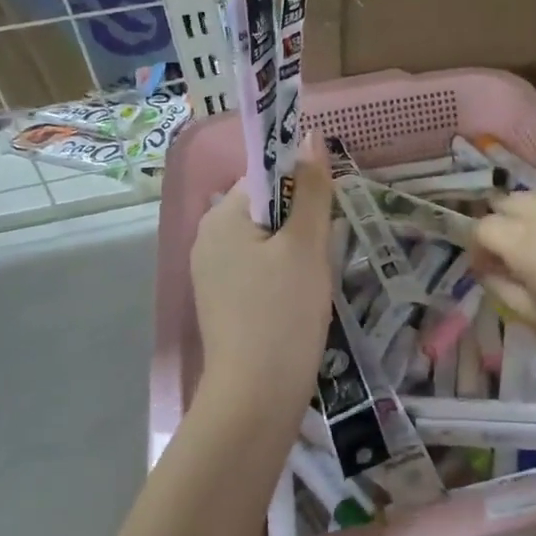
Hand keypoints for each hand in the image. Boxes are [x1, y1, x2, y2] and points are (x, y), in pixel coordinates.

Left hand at [190, 140, 336, 410]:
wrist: (257, 397)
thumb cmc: (283, 313)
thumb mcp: (306, 245)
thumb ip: (311, 189)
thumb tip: (310, 137)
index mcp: (221, 218)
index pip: (266, 176)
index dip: (302, 186)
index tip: (328, 212)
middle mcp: (208, 239)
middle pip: (267, 208)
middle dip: (302, 223)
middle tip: (323, 253)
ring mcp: (212, 273)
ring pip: (267, 241)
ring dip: (298, 251)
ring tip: (314, 281)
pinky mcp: (224, 302)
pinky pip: (259, 269)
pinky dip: (284, 276)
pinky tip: (300, 301)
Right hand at [474, 186, 535, 374]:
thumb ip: (504, 292)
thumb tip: (487, 272)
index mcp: (523, 242)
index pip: (482, 228)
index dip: (477, 249)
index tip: (487, 271)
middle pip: (505, 203)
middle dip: (499, 226)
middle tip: (511, 259)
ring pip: (535, 195)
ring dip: (526, 215)